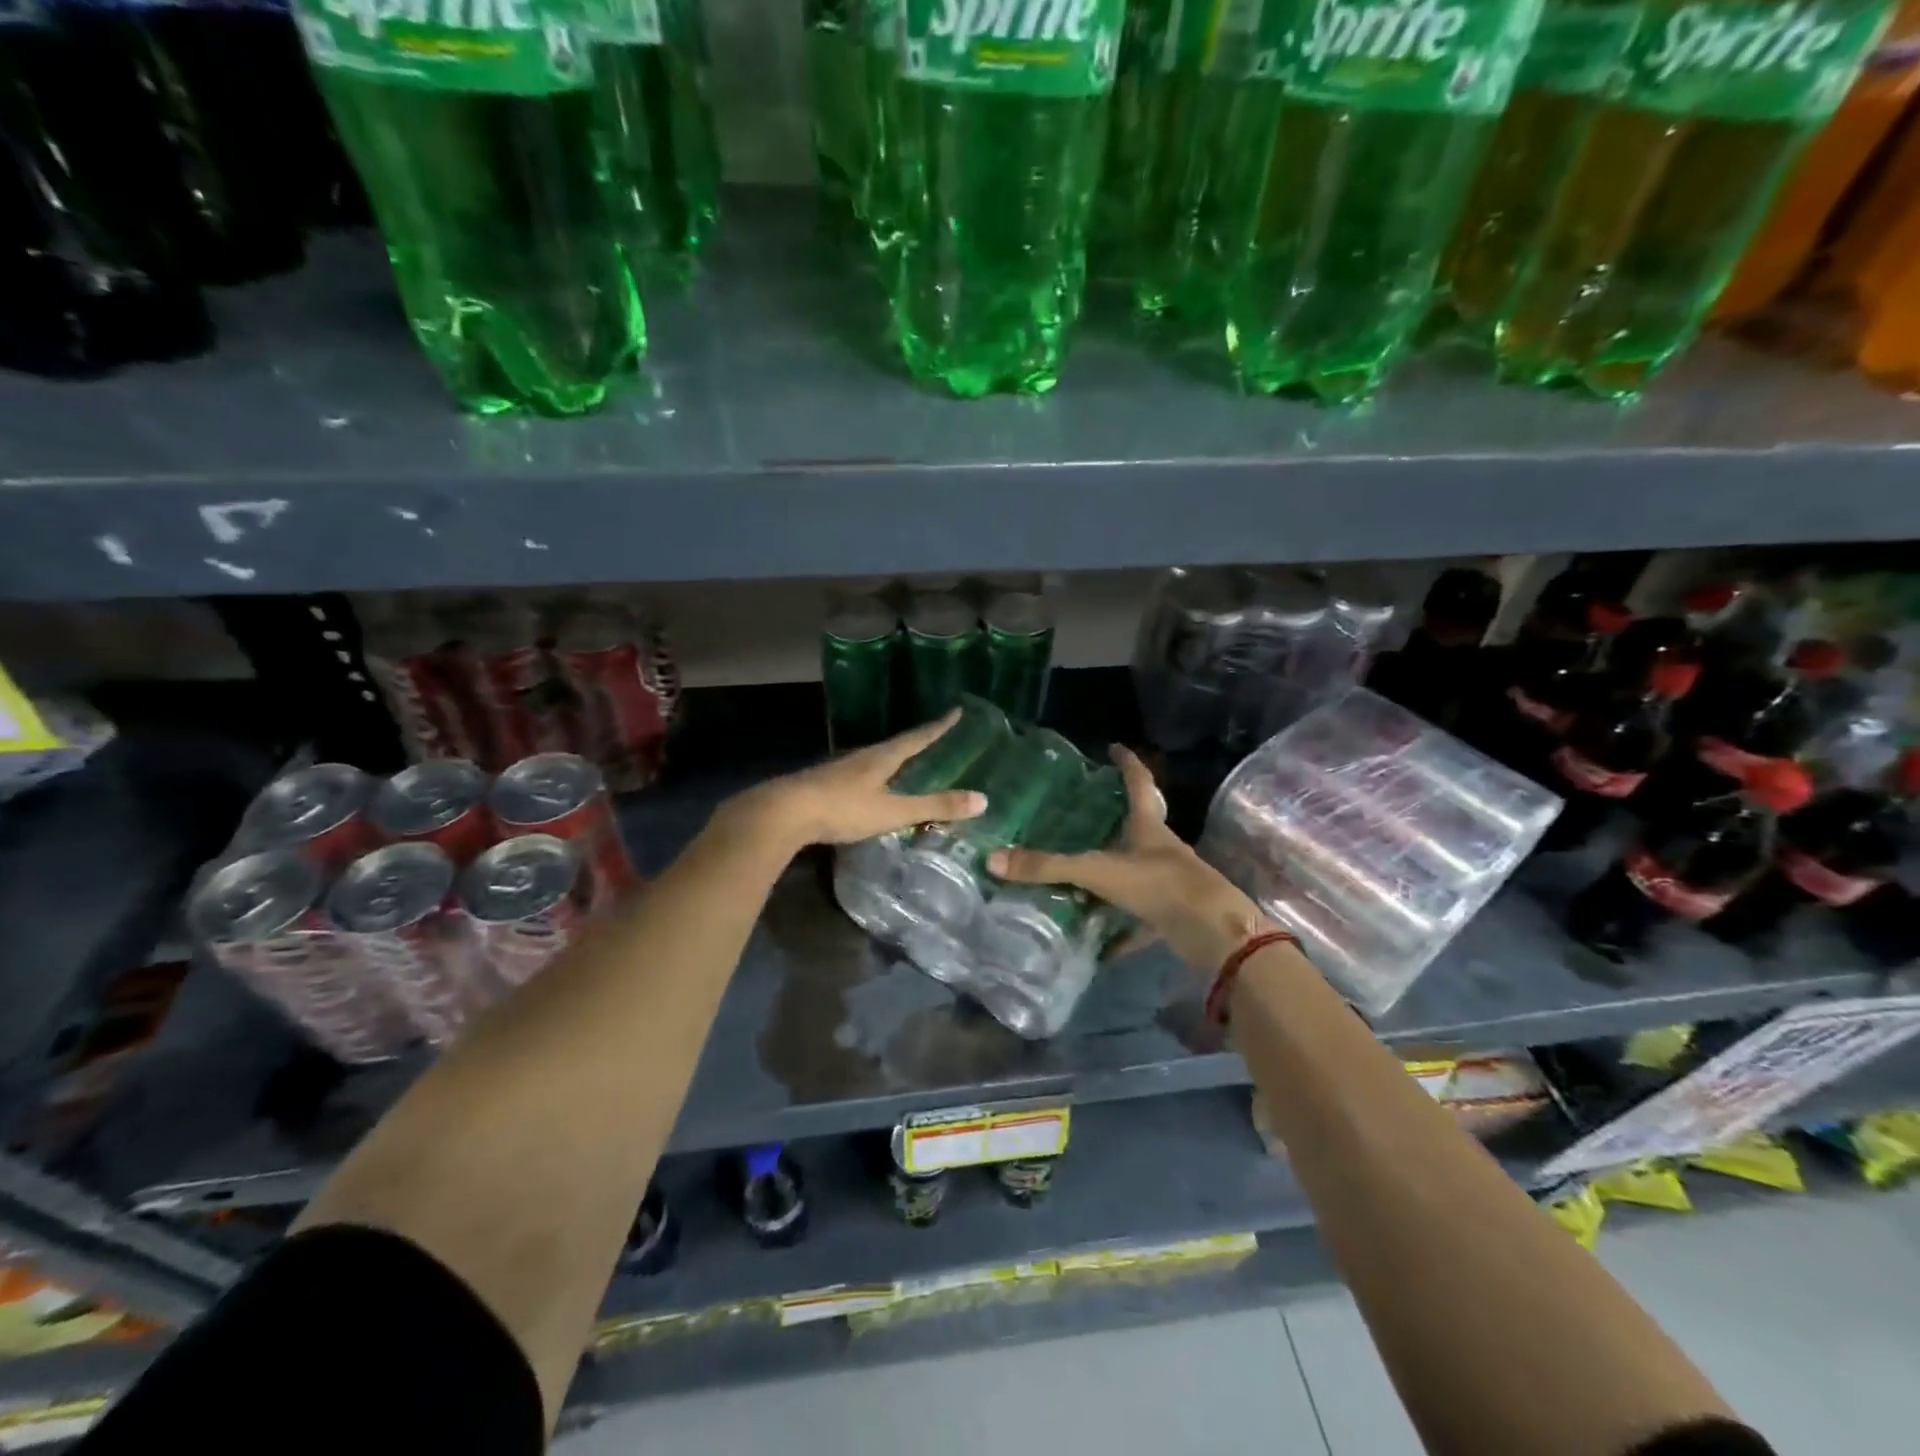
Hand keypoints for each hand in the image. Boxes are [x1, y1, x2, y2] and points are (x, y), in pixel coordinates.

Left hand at [732, 711, 987, 849]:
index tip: (956, 711)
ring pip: (875, 760)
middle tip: (936, 738)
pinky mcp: (825, 785)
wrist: (784, 813)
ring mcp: (840, 770)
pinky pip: (860, 776)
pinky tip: (873, 789)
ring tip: (908, 764)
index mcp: (882, 757)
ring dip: (894, 760)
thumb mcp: (893, 810)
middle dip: (917, 742)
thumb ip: (934, 806)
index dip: (939, 726)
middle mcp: (862, 757)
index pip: (917, 737)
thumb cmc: (842, 808)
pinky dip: (876, 778)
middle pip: (896, 745)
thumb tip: (983, 799)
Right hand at [988, 745, 1275, 972]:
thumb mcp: (1099, 872)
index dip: (1127, 764)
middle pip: (1139, 828)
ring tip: (1079, 879)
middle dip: (1115, 821)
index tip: (1114, 747)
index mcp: (1149, 828)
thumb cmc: (1160, 885)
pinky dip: (1121, 931)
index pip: (1139, 784)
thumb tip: (993, 860)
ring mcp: (1170, 884)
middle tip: (1082, 817)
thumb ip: (1049, 867)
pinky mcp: (1173, 916)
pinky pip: (1140, 920)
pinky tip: (1099, 944)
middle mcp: (1162, 850)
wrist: (1215, 934)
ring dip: (1113, 877)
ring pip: (1137, 874)